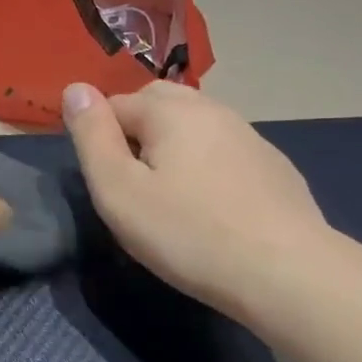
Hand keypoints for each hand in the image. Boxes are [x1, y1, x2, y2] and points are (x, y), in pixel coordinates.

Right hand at [62, 81, 333, 315]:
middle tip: (132, 185)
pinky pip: (223, 150)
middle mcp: (211, 108)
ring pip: (193, 125)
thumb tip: (75, 88)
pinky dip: (205, 165)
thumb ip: (92, 137)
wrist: (286, 272)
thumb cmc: (187, 233)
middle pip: (157, 103)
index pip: (114, 103)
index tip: (106, 183)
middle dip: (135, 131)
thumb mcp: (118, 190)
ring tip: (169, 196)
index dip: (99, 139)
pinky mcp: (273, 165)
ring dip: (172, 147)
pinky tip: (211, 206)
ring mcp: (248, 135)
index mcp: (169, 109)